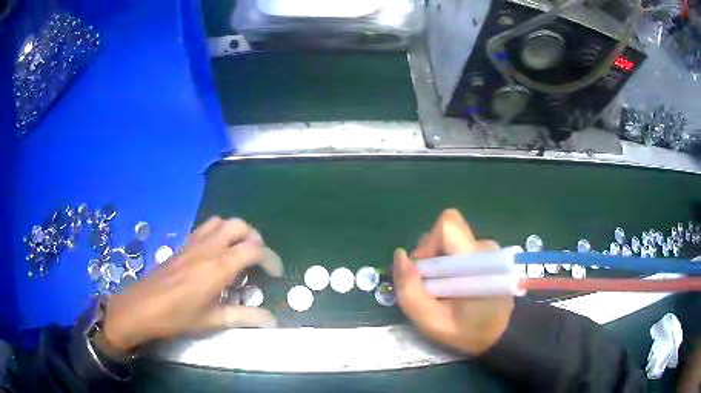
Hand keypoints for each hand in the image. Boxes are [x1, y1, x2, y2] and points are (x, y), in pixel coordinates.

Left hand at [102, 217, 283, 353]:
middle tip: (257, 260)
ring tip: (238, 252)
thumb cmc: (178, 317)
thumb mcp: (213, 321)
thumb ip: (245, 317)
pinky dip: (218, 232)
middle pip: (239, 226)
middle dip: (255, 238)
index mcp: (218, 267)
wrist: (143, 307)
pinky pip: (205, 228)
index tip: (276, 274)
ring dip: (236, 232)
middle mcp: (208, 248)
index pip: (254, 250)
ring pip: (221, 222)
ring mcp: (193, 244)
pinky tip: (215, 252)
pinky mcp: (183, 246)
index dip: (271, 259)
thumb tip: (272, 320)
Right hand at [393, 209, 513, 355]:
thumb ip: (410, 290)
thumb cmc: (467, 331)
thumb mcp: (431, 321)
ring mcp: (487, 249)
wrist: (498, 335)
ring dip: (437, 263)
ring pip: (450, 242)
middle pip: (445, 234)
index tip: (423, 272)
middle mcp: (485, 247)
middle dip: (429, 257)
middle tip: (430, 287)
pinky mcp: (486, 254)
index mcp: (477, 260)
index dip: (427, 244)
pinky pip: (457, 249)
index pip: (448, 226)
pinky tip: (452, 286)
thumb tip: (400, 255)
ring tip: (442, 290)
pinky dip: (448, 266)